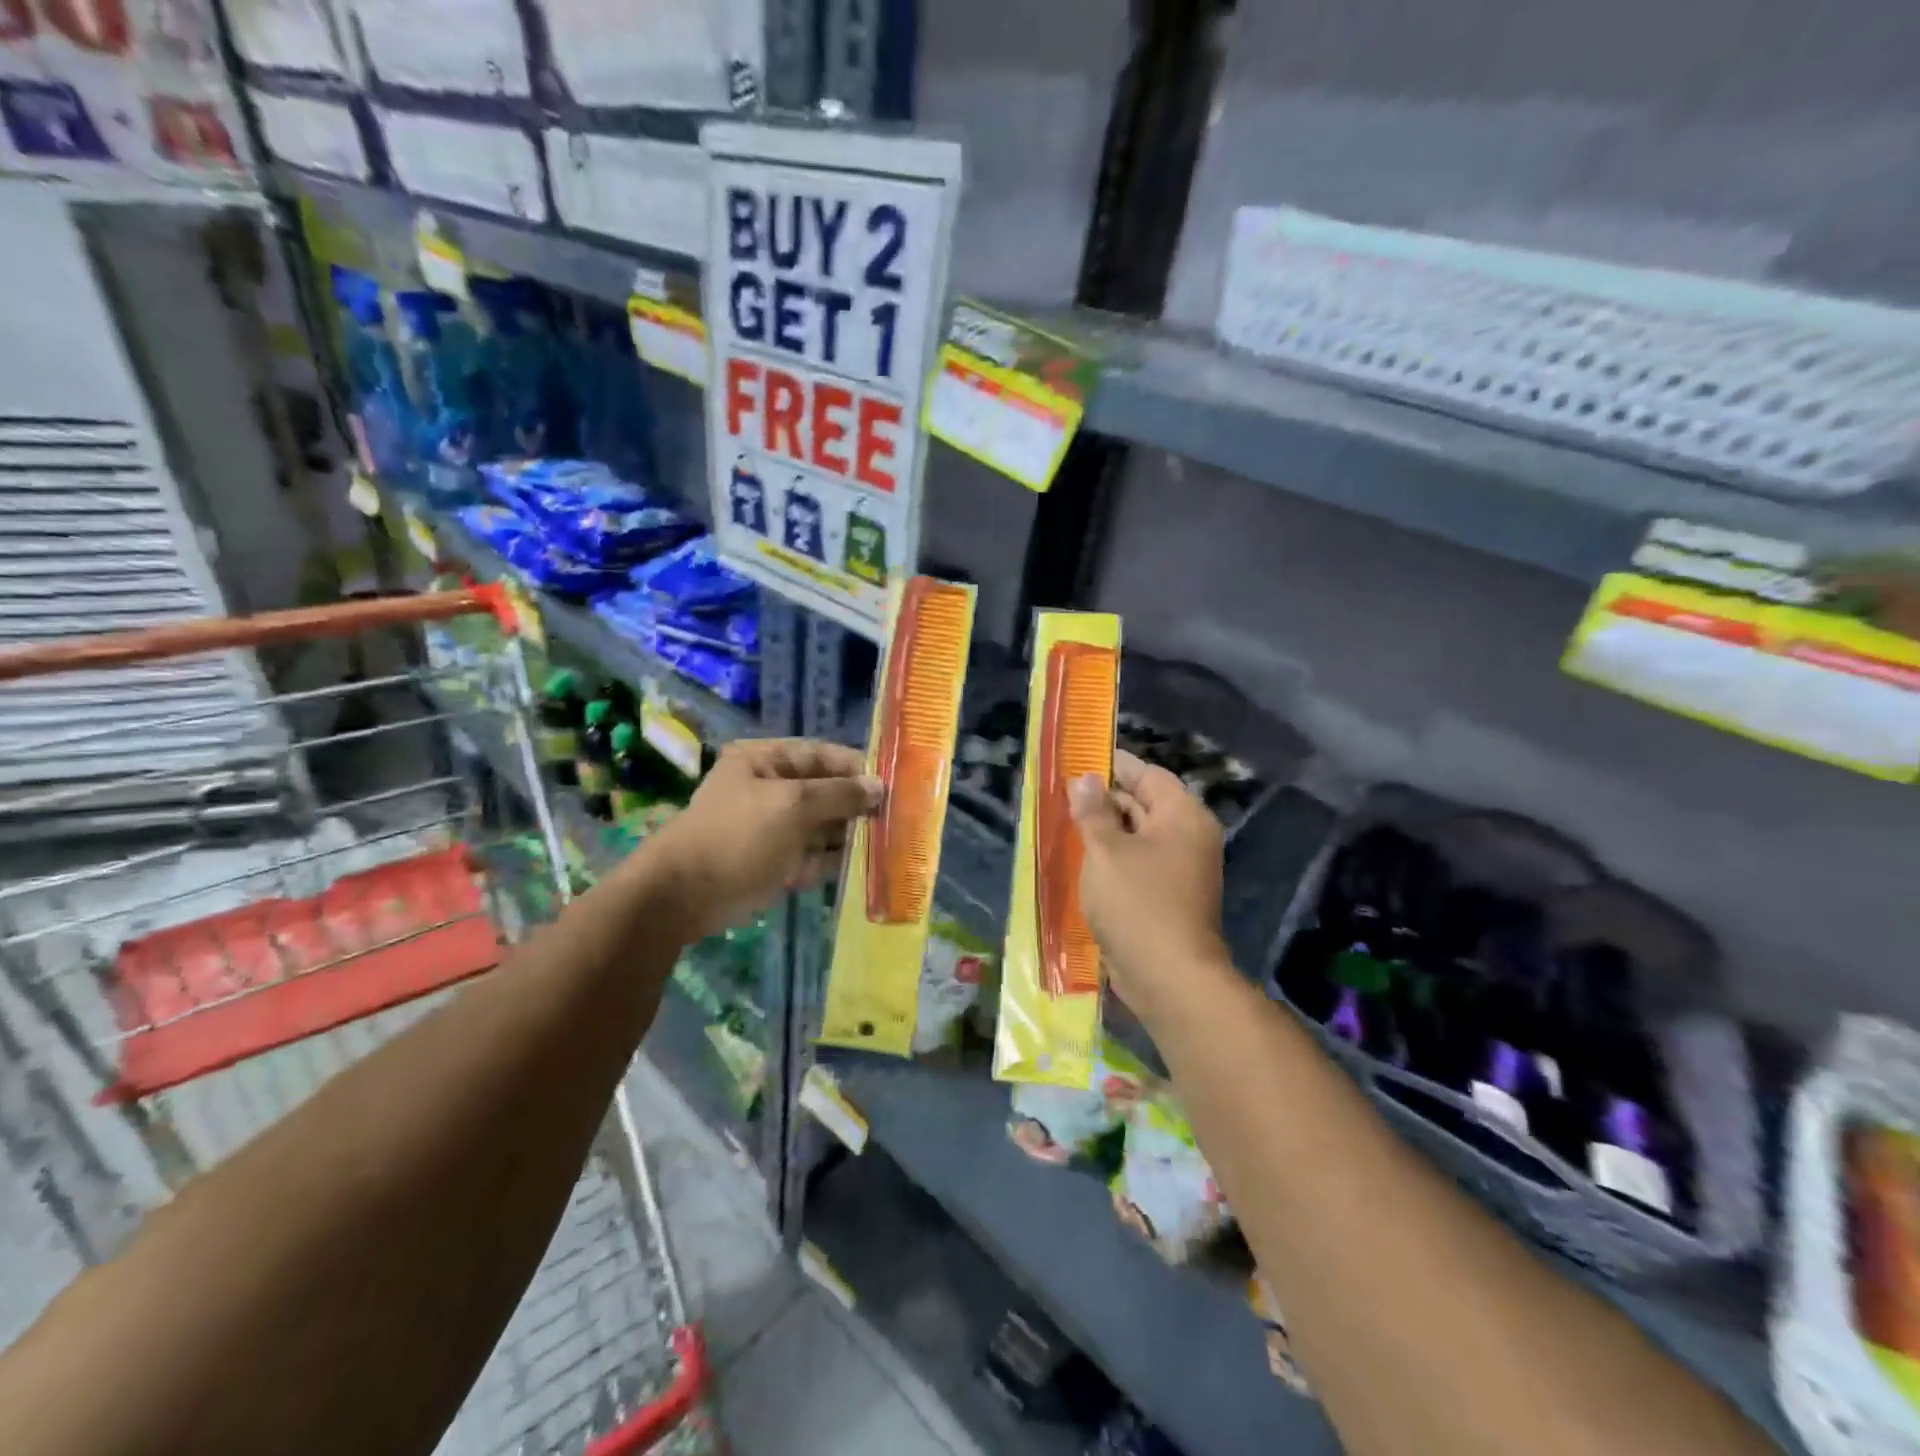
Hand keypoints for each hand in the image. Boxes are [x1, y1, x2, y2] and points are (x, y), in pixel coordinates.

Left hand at [652, 739, 879, 937]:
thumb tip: (878, 787)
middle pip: (825, 791)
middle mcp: (771, 790)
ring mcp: (775, 829)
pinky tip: (871, 866)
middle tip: (901, 816)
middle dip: (858, 804)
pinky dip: (839, 861)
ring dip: (853, 834)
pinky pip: (816, 857)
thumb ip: (839, 794)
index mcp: (765, 761)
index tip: (894, 781)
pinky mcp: (779, 863)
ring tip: (894, 842)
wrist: (685, 895)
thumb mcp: (792, 805)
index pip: (821, 755)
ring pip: (824, 826)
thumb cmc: (738, 835)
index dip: (856, 766)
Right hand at [1068, 749, 1229, 1012]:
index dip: (1115, 765)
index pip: (1148, 775)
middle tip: (1063, 793)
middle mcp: (1187, 837)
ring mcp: (1180, 870)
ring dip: (1105, 830)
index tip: (1082, 758)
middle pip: (1144, 804)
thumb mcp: (1106, 850)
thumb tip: (1085, 778)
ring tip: (1064, 823)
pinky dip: (1113, 858)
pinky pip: (1138, 864)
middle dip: (1105, 798)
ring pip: (1138, 836)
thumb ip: (1093, 811)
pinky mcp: (1167, 897)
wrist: (1169, 978)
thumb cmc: (1137, 903)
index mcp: (1182, 816)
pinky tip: (1082, 860)